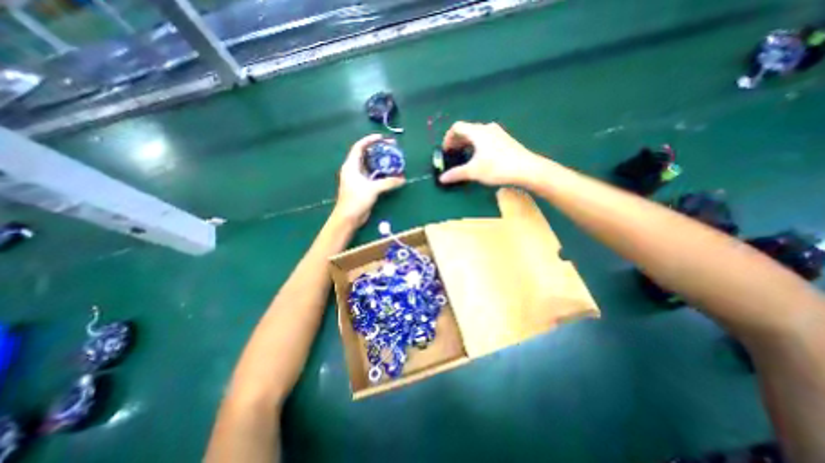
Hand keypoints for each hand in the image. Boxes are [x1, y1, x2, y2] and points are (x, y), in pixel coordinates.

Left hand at [331, 134, 402, 225]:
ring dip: (380, 162)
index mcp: (351, 166)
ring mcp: (358, 179)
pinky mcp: (363, 187)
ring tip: (392, 159)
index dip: (370, 140)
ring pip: (370, 166)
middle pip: (366, 155)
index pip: (359, 147)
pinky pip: (373, 176)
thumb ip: (388, 182)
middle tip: (391, 148)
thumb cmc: (356, 200)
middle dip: (378, 150)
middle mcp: (354, 169)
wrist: (348, 218)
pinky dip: (381, 173)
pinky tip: (390, 174)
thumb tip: (402, 179)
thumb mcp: (372, 189)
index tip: (382, 138)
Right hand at [439, 121, 542, 186]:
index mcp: (478, 132)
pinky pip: (485, 138)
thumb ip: (456, 174)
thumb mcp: (473, 172)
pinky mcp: (505, 140)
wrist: (527, 169)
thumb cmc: (497, 167)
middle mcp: (487, 128)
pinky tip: (479, 157)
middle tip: (452, 155)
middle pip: (467, 130)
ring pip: (477, 134)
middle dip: (457, 142)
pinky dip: (477, 145)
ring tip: (464, 157)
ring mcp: (498, 133)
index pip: (457, 127)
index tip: (445, 151)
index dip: (448, 138)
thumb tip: (441, 179)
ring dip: (467, 144)